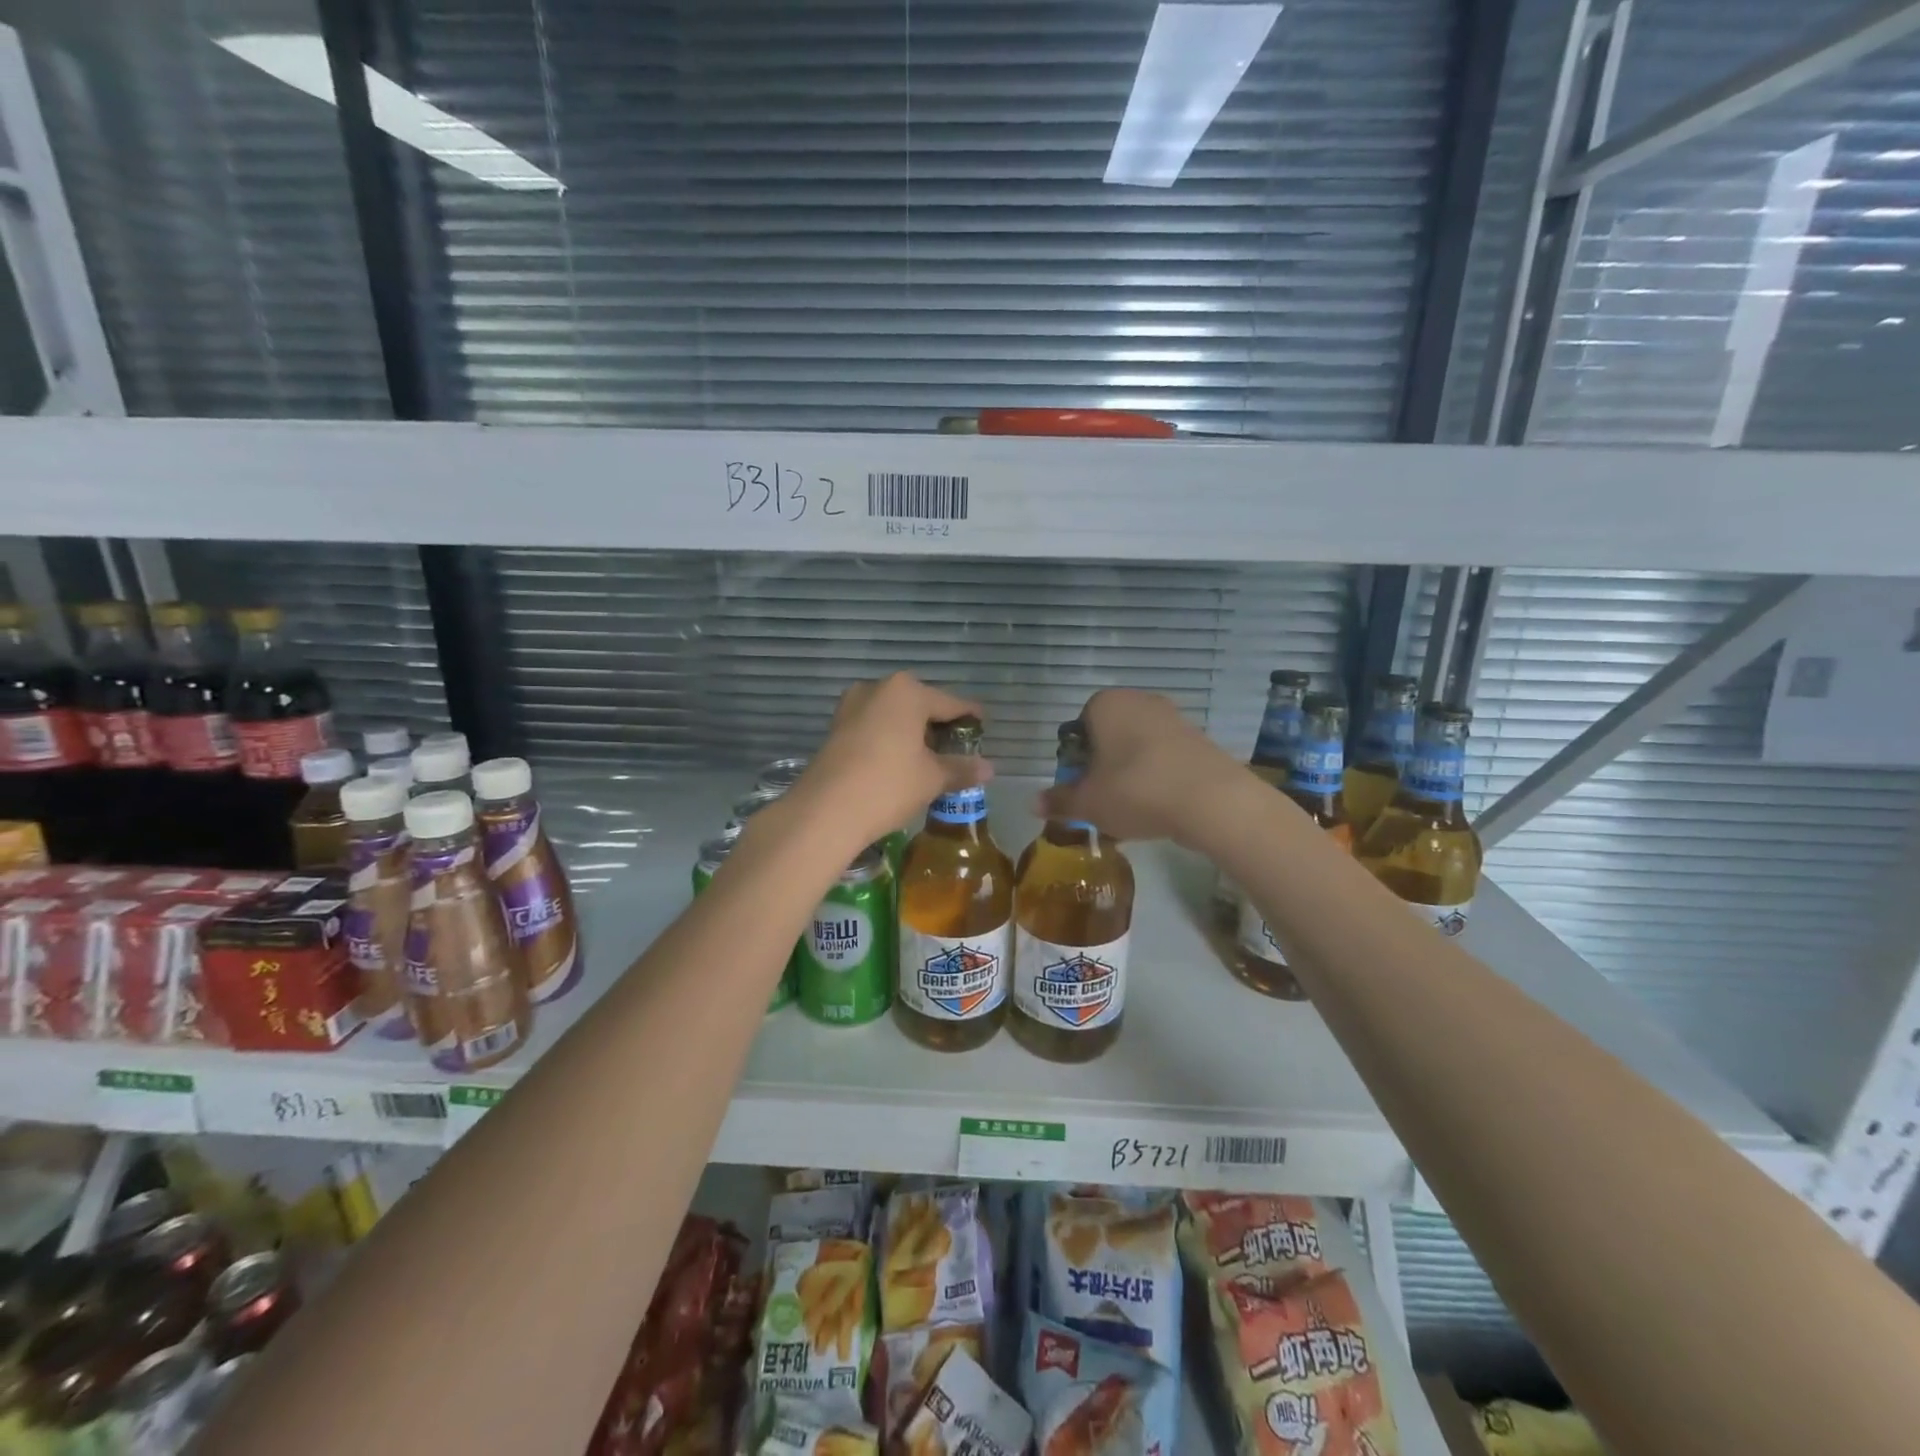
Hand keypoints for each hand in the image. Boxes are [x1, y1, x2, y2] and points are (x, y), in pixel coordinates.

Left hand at [792, 673, 991, 847]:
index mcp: (907, 692)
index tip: (984, 727)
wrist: (825, 811)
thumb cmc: (888, 785)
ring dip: (912, 733)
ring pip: (894, 715)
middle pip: (920, 704)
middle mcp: (878, 688)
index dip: (970, 716)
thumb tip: (989, 768)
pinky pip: (874, 727)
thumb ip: (961, 768)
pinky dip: (890, 739)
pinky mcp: (836, 728)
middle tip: (956, 749)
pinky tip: (899, 763)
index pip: (950, 703)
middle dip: (938, 725)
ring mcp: (852, 706)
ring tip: (929, 759)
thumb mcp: (932, 778)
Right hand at [1037, 688, 1239, 845]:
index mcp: (1106, 704)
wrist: (1211, 800)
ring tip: (1131, 808)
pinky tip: (1160, 805)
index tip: (1081, 785)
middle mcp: (1139, 700)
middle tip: (1102, 799)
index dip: (1076, 758)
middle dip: (1103, 765)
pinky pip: (1166, 757)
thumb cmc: (1135, 790)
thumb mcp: (1088, 803)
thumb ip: (1059, 801)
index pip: (1079, 725)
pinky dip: (1158, 776)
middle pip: (1110, 734)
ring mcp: (1173, 717)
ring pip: (1138, 746)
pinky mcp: (1199, 739)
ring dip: (1131, 772)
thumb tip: (1033, 803)